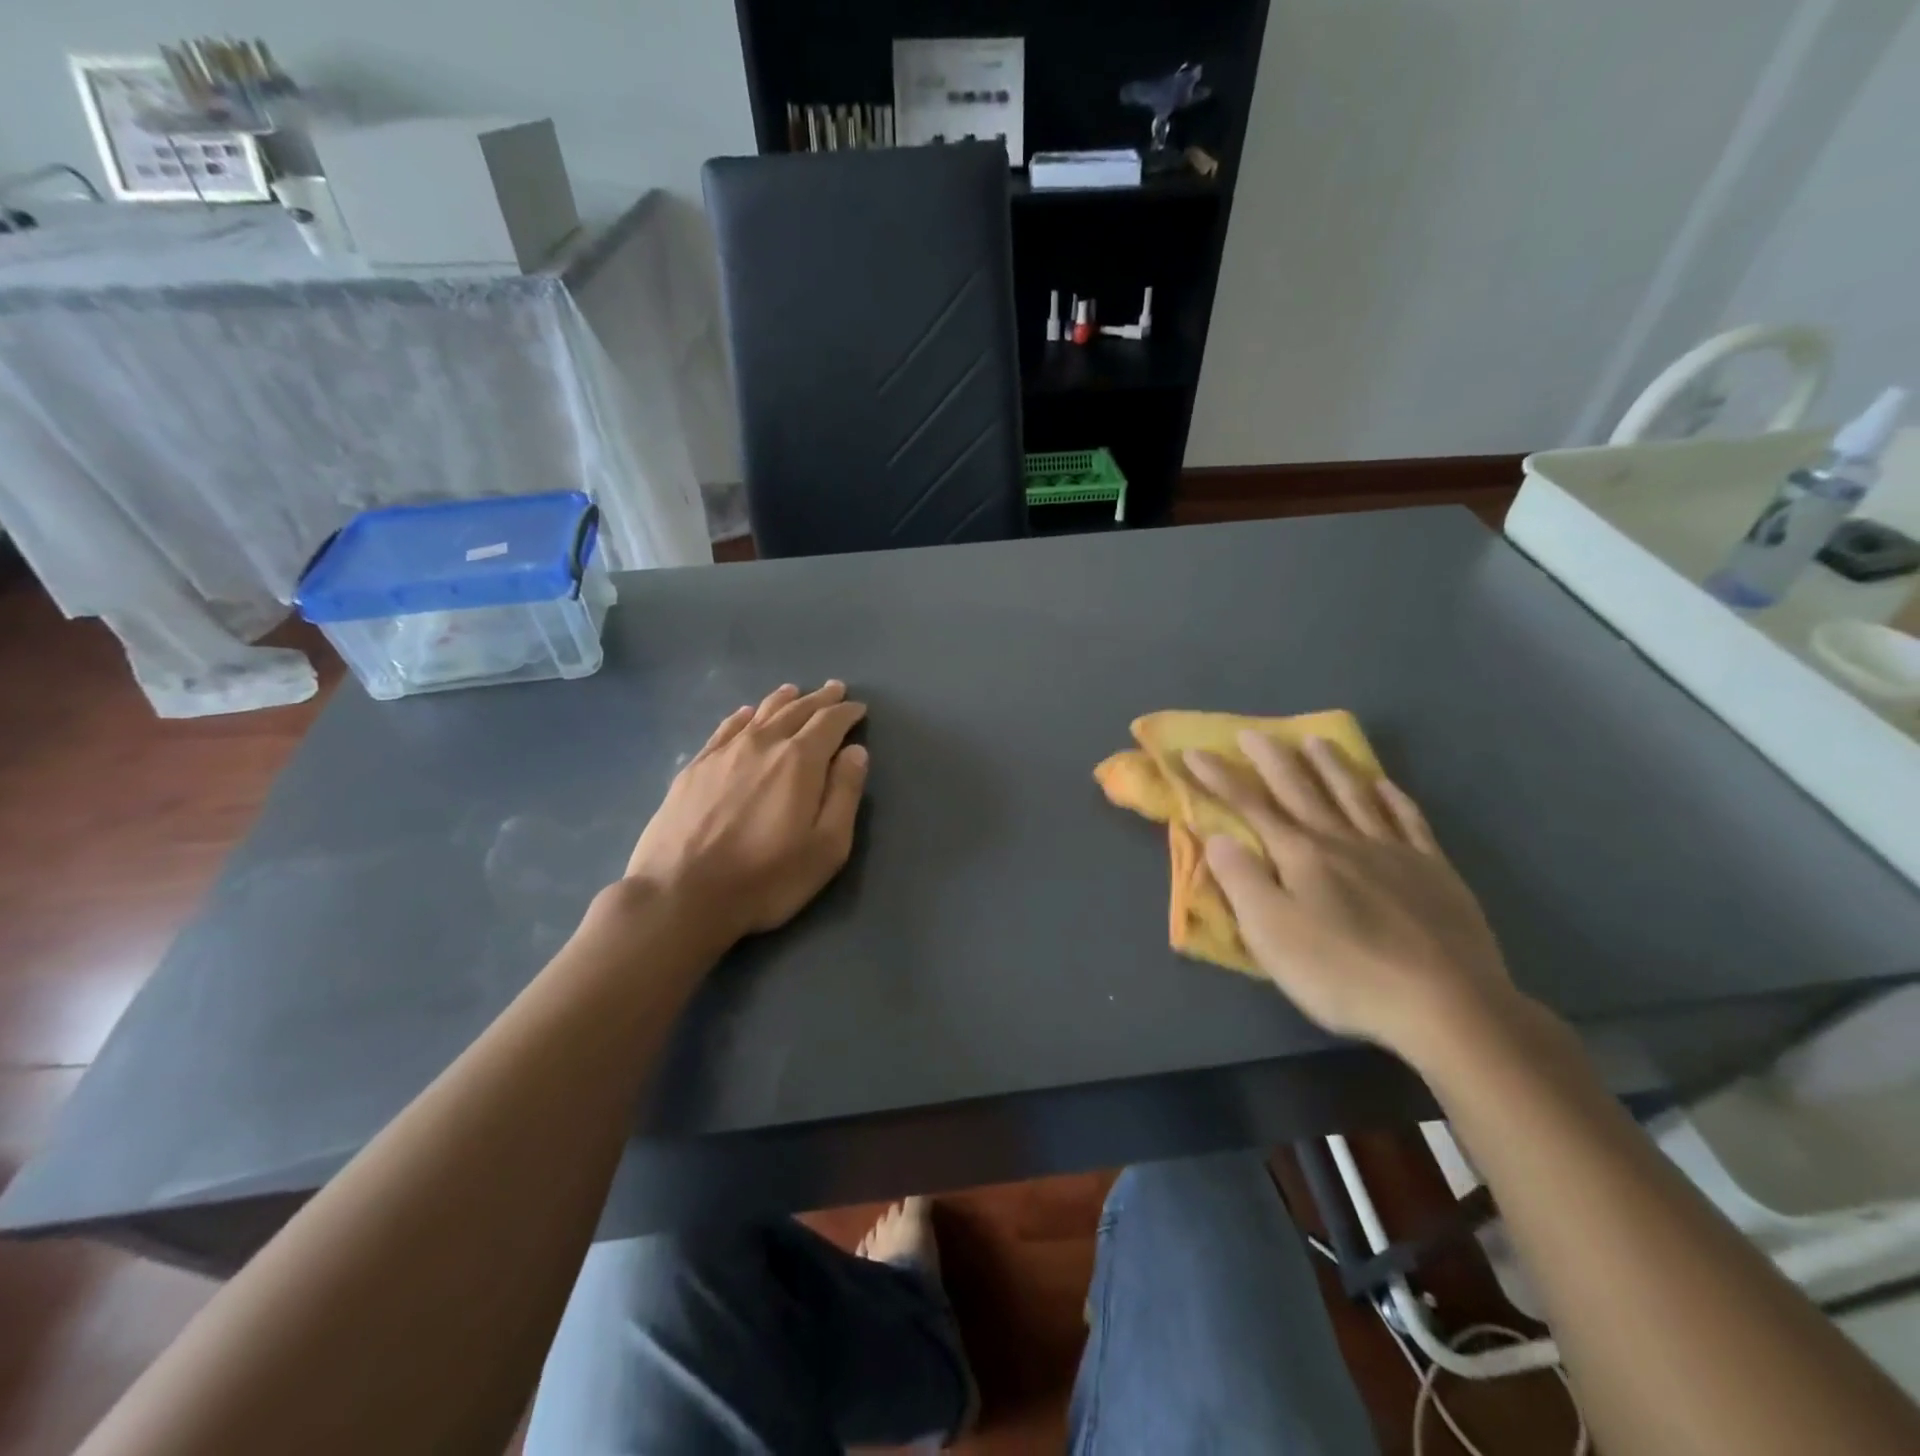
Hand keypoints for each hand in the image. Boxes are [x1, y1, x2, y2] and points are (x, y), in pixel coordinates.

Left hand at [625, 682, 868, 946]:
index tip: (858, 708)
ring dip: (783, 700)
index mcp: (800, 761)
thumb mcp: (826, 846)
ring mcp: (724, 752)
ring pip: (760, 714)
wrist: (681, 894)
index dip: (847, 712)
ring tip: (795, 691)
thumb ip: (844, 794)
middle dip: (819, 699)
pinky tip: (746, 715)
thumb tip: (856, 752)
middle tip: (834, 689)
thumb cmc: (766, 878)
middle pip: (796, 710)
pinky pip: (726, 728)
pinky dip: (743, 717)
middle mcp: (763, 744)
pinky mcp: (695, 767)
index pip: (829, 723)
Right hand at [1183, 735, 1519, 1062]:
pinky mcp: (1433, 871)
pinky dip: (1392, 797)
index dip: (1220, 778)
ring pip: (1355, 795)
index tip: (1193, 752)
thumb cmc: (1344, 972)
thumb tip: (1217, 836)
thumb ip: (1241, 880)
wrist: (1446, 1004)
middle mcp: (1343, 840)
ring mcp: (1393, 852)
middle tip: (1253, 732)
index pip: (1251, 806)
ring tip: (1316, 741)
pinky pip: (1409, 820)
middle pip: (1302, 789)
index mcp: (1300, 854)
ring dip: (1331, 765)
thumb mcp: (1272, 933)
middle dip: (1273, 759)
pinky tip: (1384, 785)